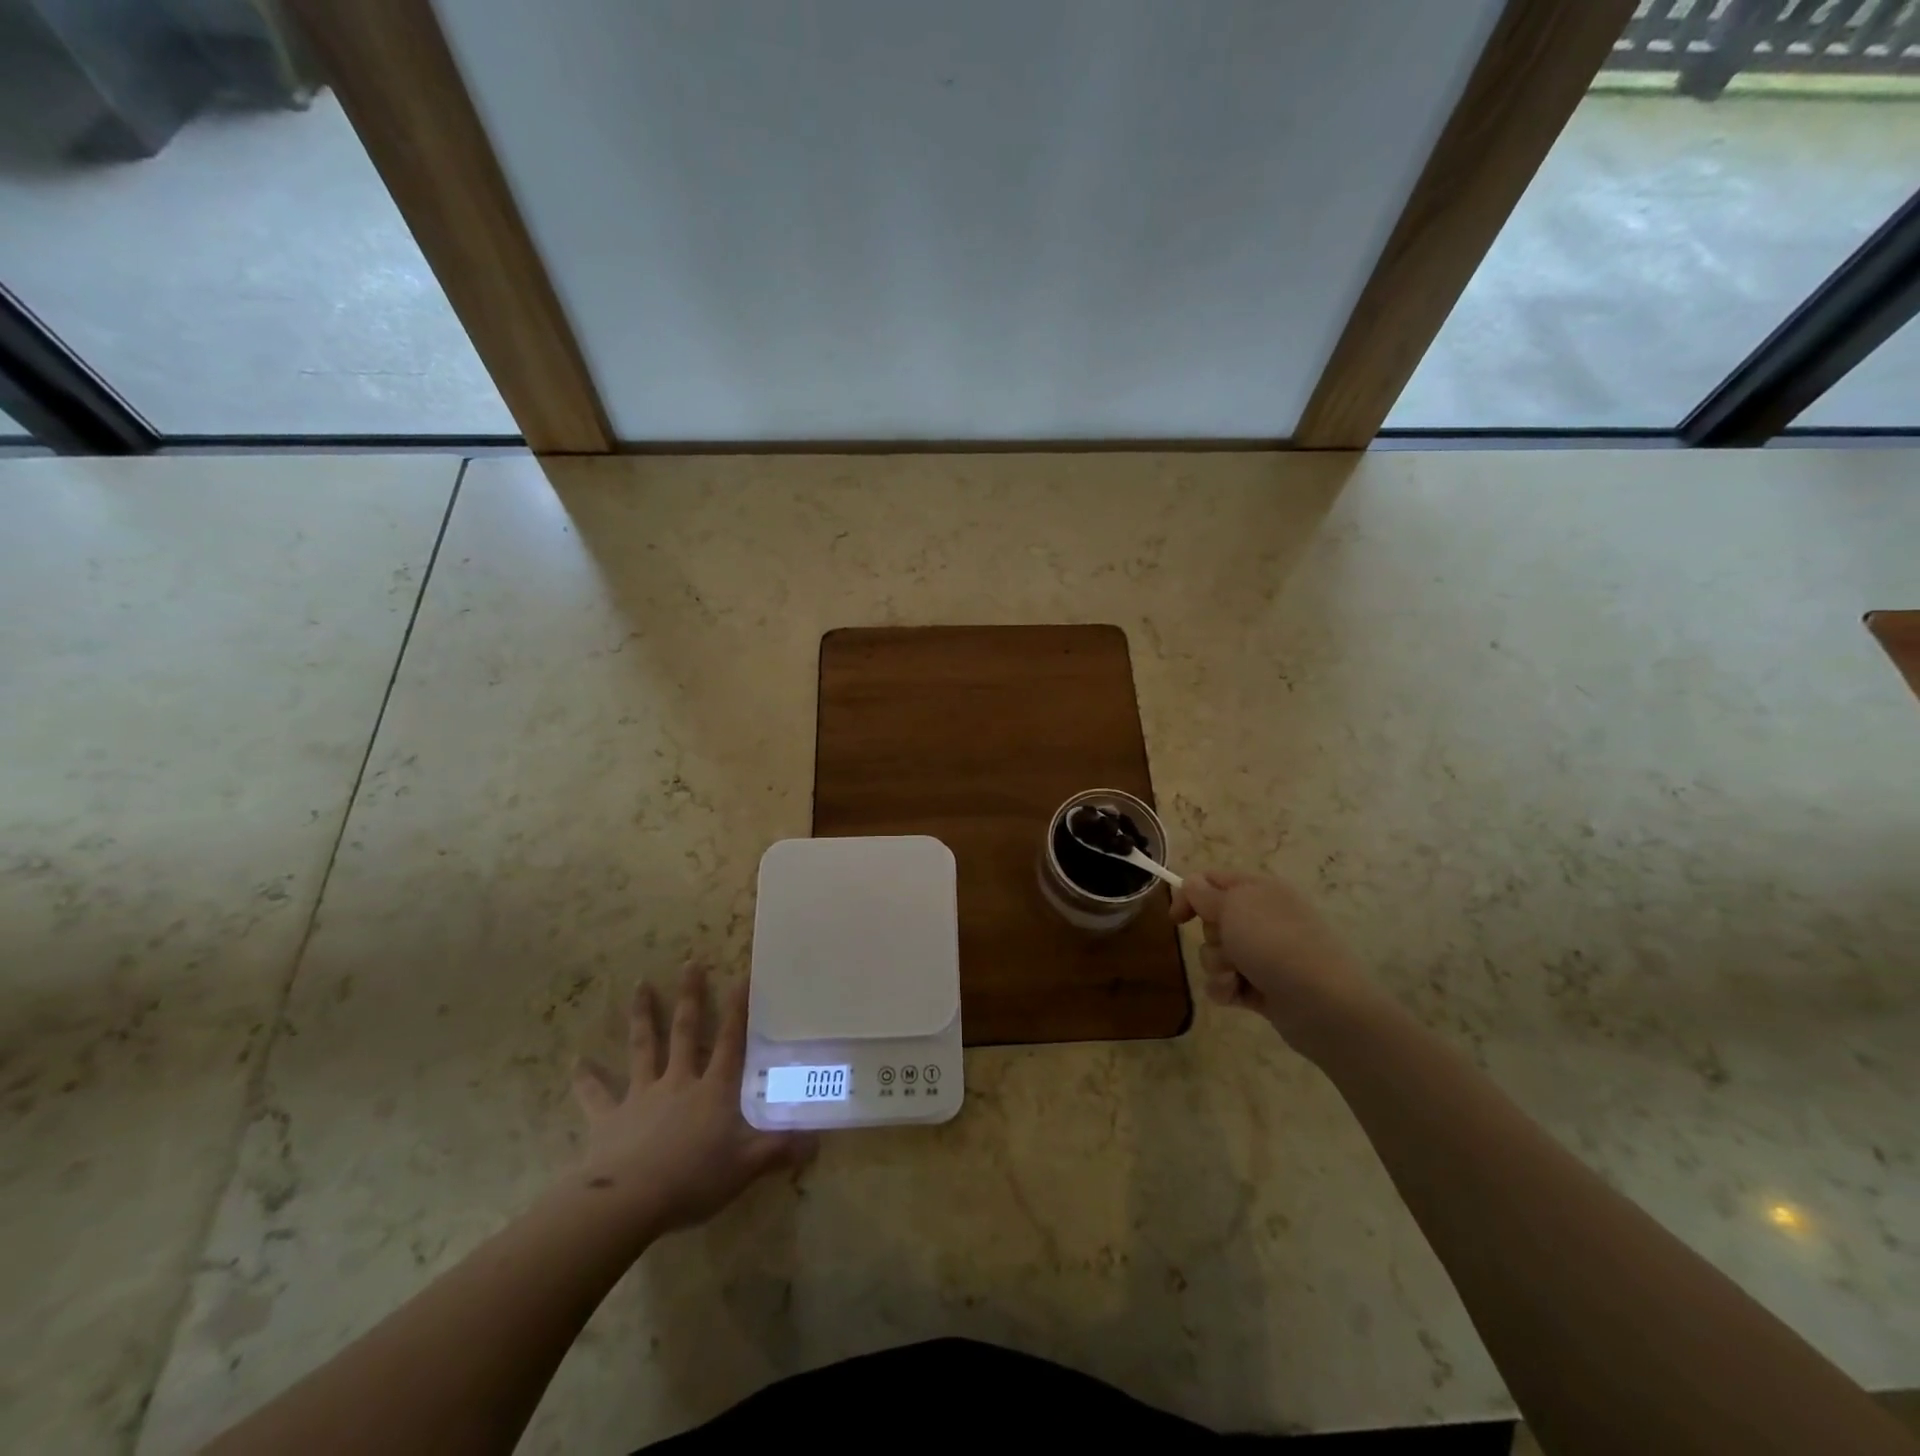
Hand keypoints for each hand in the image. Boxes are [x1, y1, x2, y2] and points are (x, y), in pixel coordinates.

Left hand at [572, 963, 813, 1236]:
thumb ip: (780, 1150)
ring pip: (643, 1047)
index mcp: (713, 1090)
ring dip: (642, 1016)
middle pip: (685, 1031)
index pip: (730, 1041)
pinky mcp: (609, 1118)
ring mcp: (641, 1096)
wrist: (627, 1201)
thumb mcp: (745, 1167)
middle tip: (689, 963)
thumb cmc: (692, 1179)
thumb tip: (818, 1142)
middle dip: (690, 996)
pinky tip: (576, 1061)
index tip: (741, 976)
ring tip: (639, 985)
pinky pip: (596, 1095)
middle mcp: (678, 1081)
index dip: (738, 1009)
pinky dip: (586, 1078)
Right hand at [1170, 871, 1379, 1054]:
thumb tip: (1192, 883)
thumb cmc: (1274, 943)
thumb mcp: (1233, 906)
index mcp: (1260, 890)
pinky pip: (1226, 983)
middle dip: (1211, 936)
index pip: (1213, 881)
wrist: (1321, 1003)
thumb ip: (1204, 894)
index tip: (1177, 918)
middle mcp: (1262, 919)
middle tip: (1228, 944)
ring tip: (1237, 975)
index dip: (1190, 895)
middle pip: (1212, 920)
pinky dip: (1226, 989)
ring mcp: (1264, 955)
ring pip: (1216, 954)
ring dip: (1217, 966)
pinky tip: (1237, 995)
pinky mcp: (1262, 987)